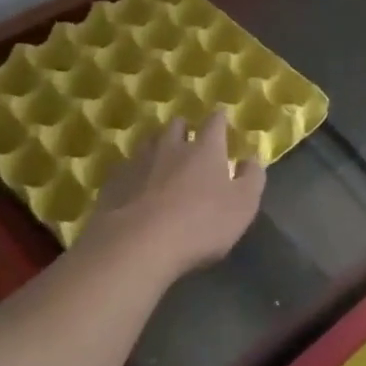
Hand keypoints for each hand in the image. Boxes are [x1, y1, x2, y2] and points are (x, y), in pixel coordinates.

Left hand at [85, 112, 264, 277]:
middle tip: (189, 141)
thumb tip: (251, 158)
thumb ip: (252, 178)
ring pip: (149, 142)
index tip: (222, 119)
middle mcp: (171, 146)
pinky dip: (135, 172)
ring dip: (158, 147)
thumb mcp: (243, 206)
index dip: (219, 120)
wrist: (135, 245)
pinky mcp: (113, 182)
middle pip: (177, 125)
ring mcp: (138, 162)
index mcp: (205, 149)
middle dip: (185, 129)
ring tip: (162, 160)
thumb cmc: (200, 225)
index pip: (215, 123)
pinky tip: (136, 187)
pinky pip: (126, 168)